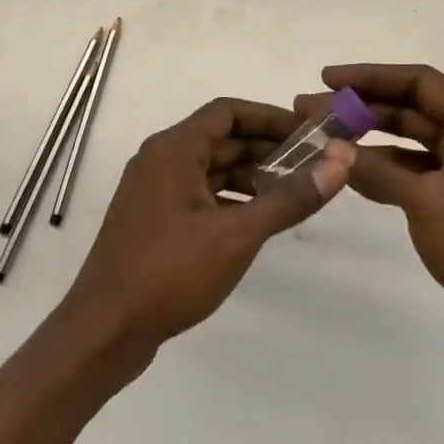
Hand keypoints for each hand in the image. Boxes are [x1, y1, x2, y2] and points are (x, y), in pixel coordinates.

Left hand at [61, 98, 354, 362]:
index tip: (308, 132)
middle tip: (310, 164)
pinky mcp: (153, 219)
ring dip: (249, 174)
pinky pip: (198, 192)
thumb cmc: (169, 273)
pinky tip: (256, 218)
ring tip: (292, 191)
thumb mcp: (238, 235)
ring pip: (210, 167)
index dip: (270, 117)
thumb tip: (340, 162)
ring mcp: (153, 191)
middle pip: (220, 138)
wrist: (104, 332)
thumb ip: (289, 197)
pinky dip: (229, 197)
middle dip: (265, 148)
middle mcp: (160, 160)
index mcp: (173, 150)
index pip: (228, 111)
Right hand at [297, 65, 443, 368]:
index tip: (327, 78)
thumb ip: (376, 170)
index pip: (420, 83)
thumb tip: (330, 148)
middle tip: (311, 110)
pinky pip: (416, 174)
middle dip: (362, 108)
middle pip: (413, 109)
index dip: (371, 76)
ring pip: (411, 142)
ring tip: (322, 139)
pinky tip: (349, 174)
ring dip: (369, 140)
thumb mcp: (426, 201)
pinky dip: (384, 172)